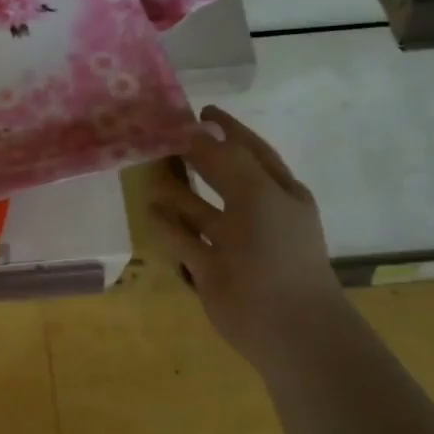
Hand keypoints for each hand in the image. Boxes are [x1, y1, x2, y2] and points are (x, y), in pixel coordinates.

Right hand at [147, 107, 343, 369]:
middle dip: (198, 158)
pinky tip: (148, 209)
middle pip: (222, 177)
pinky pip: (185, 239)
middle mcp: (256, 213)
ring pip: (200, 209)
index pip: (251, 151)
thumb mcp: (258, 193)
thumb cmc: (277, 250)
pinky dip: (168, 225)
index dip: (229, 130)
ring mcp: (232, 242)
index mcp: (278, 192)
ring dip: (178, 191)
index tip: (201, 111)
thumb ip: (226, 159)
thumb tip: (196, 130)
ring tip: (149, 171)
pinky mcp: (210, 268)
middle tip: (164, 138)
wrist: (284, 323)